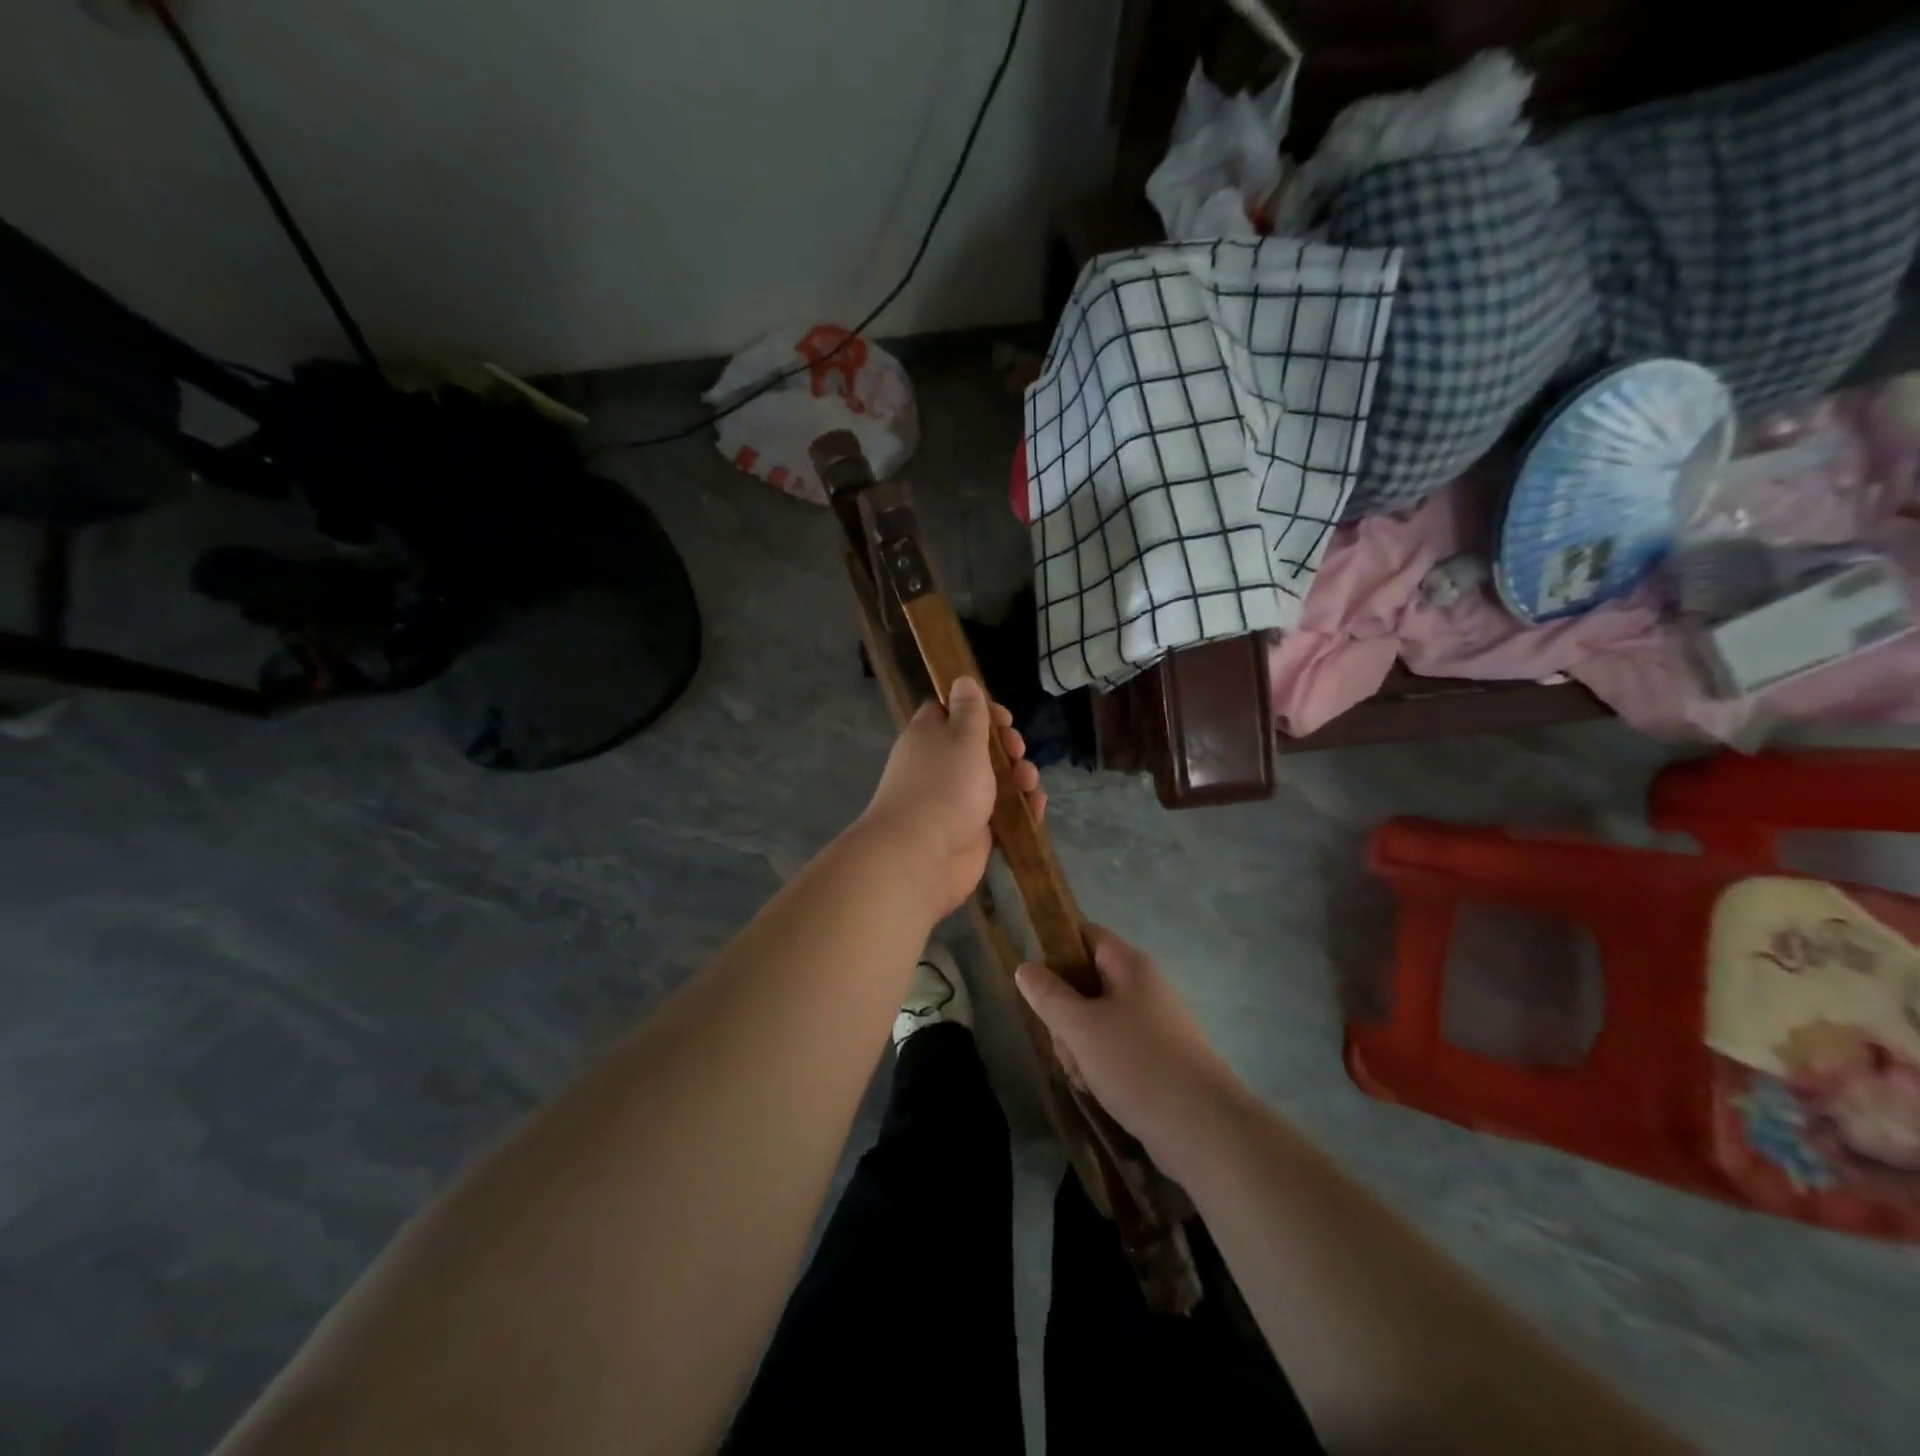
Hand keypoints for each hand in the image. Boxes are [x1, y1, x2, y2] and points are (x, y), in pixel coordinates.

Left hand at [856, 677, 1044, 918]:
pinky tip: (1035, 808)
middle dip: (1007, 747)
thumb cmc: (944, 786)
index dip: (980, 711)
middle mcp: (941, 765)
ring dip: (1019, 777)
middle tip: (1015, 752)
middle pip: (980, 747)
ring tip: (1028, 784)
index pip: (951, 712)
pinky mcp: (972, 830)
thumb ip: (970, 710)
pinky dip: (1020, 808)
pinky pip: (1002, 812)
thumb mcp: (963, 738)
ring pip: (996, 780)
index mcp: (930, 736)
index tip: (1002, 718)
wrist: (922, 856)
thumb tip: (961, 679)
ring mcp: (956, 800)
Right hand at [1016, 927, 1251, 1173]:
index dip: (1055, 946)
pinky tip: (1098, 1092)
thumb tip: (1025, 967)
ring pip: (1097, 1022)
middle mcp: (1144, 988)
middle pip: (1087, 982)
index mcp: (1130, 966)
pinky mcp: (1158, 1060)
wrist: (1205, 1131)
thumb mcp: (1082, 1028)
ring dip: (1079, 1046)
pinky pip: (1115, 1051)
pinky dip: (1100, 1068)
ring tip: (1083, 1075)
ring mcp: (1154, 1026)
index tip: (1032, 975)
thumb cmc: (1138, 1065)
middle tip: (1063, 1040)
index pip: (1086, 935)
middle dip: (1065, 1013)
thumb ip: (1049, 996)